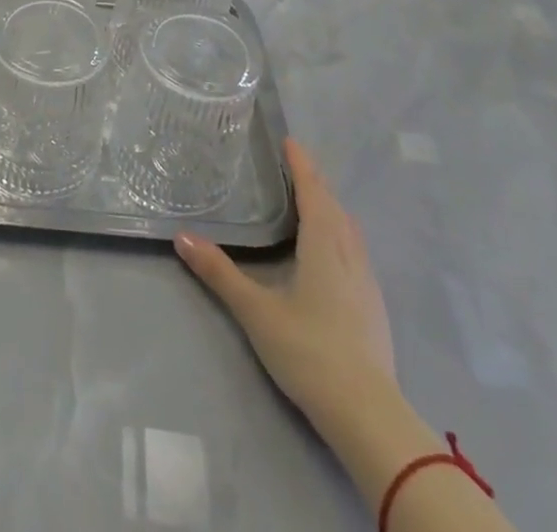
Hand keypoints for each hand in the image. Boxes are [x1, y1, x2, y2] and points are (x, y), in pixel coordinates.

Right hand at [175, 139, 396, 412]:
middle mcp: (349, 255)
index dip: (301, 165)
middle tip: (294, 166)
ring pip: (349, 230)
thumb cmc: (309, 352)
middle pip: (334, 207)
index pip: (313, 192)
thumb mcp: (256, 311)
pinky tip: (331, 252)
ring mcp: (367, 282)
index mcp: (323, 246)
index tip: (290, 141)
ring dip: (331, 208)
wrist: (368, 415)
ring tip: (312, 202)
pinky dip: (340, 234)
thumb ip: (219, 273)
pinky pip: (356, 251)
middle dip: (316, 183)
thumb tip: (182, 236)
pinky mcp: (374, 307)